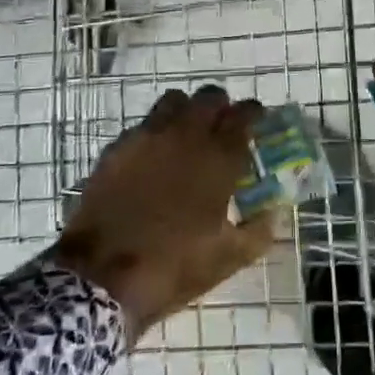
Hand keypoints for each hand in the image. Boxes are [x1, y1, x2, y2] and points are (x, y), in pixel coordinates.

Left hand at [54, 84, 274, 339]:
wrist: (101, 277)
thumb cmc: (173, 267)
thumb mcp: (228, 258)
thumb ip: (259, 230)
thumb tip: (273, 212)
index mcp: (218, 158)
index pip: (244, 115)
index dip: (254, 113)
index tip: (258, 119)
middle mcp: (185, 136)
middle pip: (209, 97)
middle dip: (221, 106)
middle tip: (224, 125)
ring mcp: (147, 137)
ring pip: (174, 101)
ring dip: (187, 110)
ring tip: (188, 134)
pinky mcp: (117, 148)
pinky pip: (143, 125)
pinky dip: (155, 132)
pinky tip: (154, 157)